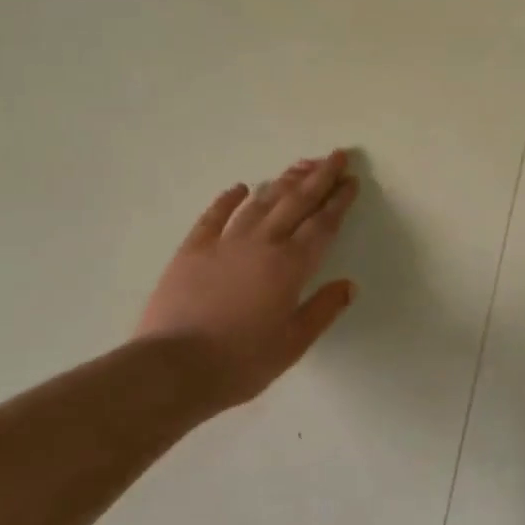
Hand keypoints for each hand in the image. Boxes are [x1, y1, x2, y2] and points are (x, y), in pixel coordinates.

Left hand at [135, 149, 359, 407]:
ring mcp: (224, 243)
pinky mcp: (192, 250)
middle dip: (319, 177)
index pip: (322, 225)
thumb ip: (323, 310)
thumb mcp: (293, 344)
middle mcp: (262, 244)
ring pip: (261, 203)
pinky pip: (214, 216)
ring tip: (301, 165)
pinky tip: (240, 187)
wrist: (173, 368)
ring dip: (283, 182)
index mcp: (290, 266)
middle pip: (296, 202)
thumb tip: (349, 285)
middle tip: (336, 156)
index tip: (351, 181)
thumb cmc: (240, 362)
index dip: (339, 201)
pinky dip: (228, 199)